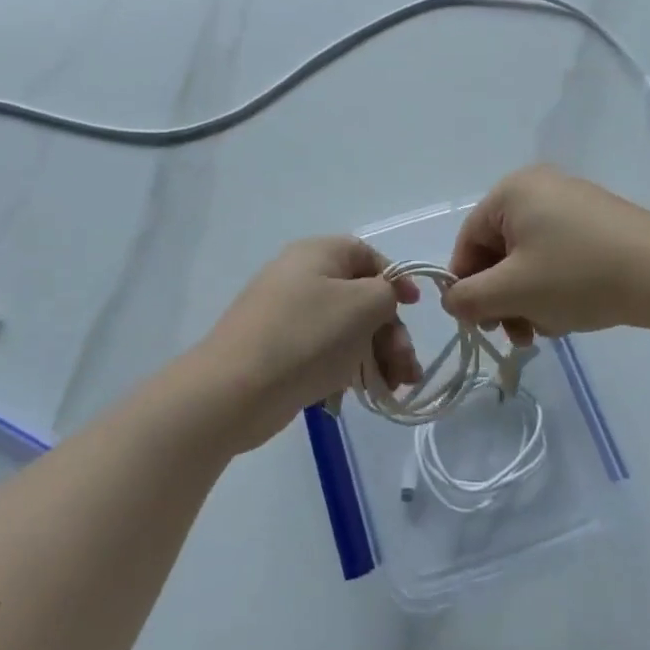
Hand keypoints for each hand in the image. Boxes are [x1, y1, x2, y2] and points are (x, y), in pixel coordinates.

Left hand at [188, 238, 420, 452]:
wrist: (234, 390)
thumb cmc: (306, 337)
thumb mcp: (362, 305)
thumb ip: (387, 292)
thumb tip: (385, 296)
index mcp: (317, 254)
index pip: (367, 255)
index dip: (395, 279)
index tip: (415, 309)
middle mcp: (300, 277)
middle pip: (360, 297)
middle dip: (390, 333)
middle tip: (406, 368)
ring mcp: (287, 316)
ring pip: (345, 330)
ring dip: (376, 356)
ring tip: (395, 389)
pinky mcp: (280, 351)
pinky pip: (323, 352)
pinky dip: (347, 369)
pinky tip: (363, 395)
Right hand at [445, 166, 649, 342]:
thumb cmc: (578, 276)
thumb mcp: (513, 291)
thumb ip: (469, 298)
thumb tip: (452, 301)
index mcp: (512, 191)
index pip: (469, 241)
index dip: (466, 286)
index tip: (479, 324)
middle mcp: (540, 187)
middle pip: (500, 250)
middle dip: (502, 297)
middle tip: (516, 334)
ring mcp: (573, 203)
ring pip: (530, 258)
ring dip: (527, 298)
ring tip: (546, 329)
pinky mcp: (599, 223)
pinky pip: (558, 255)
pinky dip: (554, 286)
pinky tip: (569, 315)